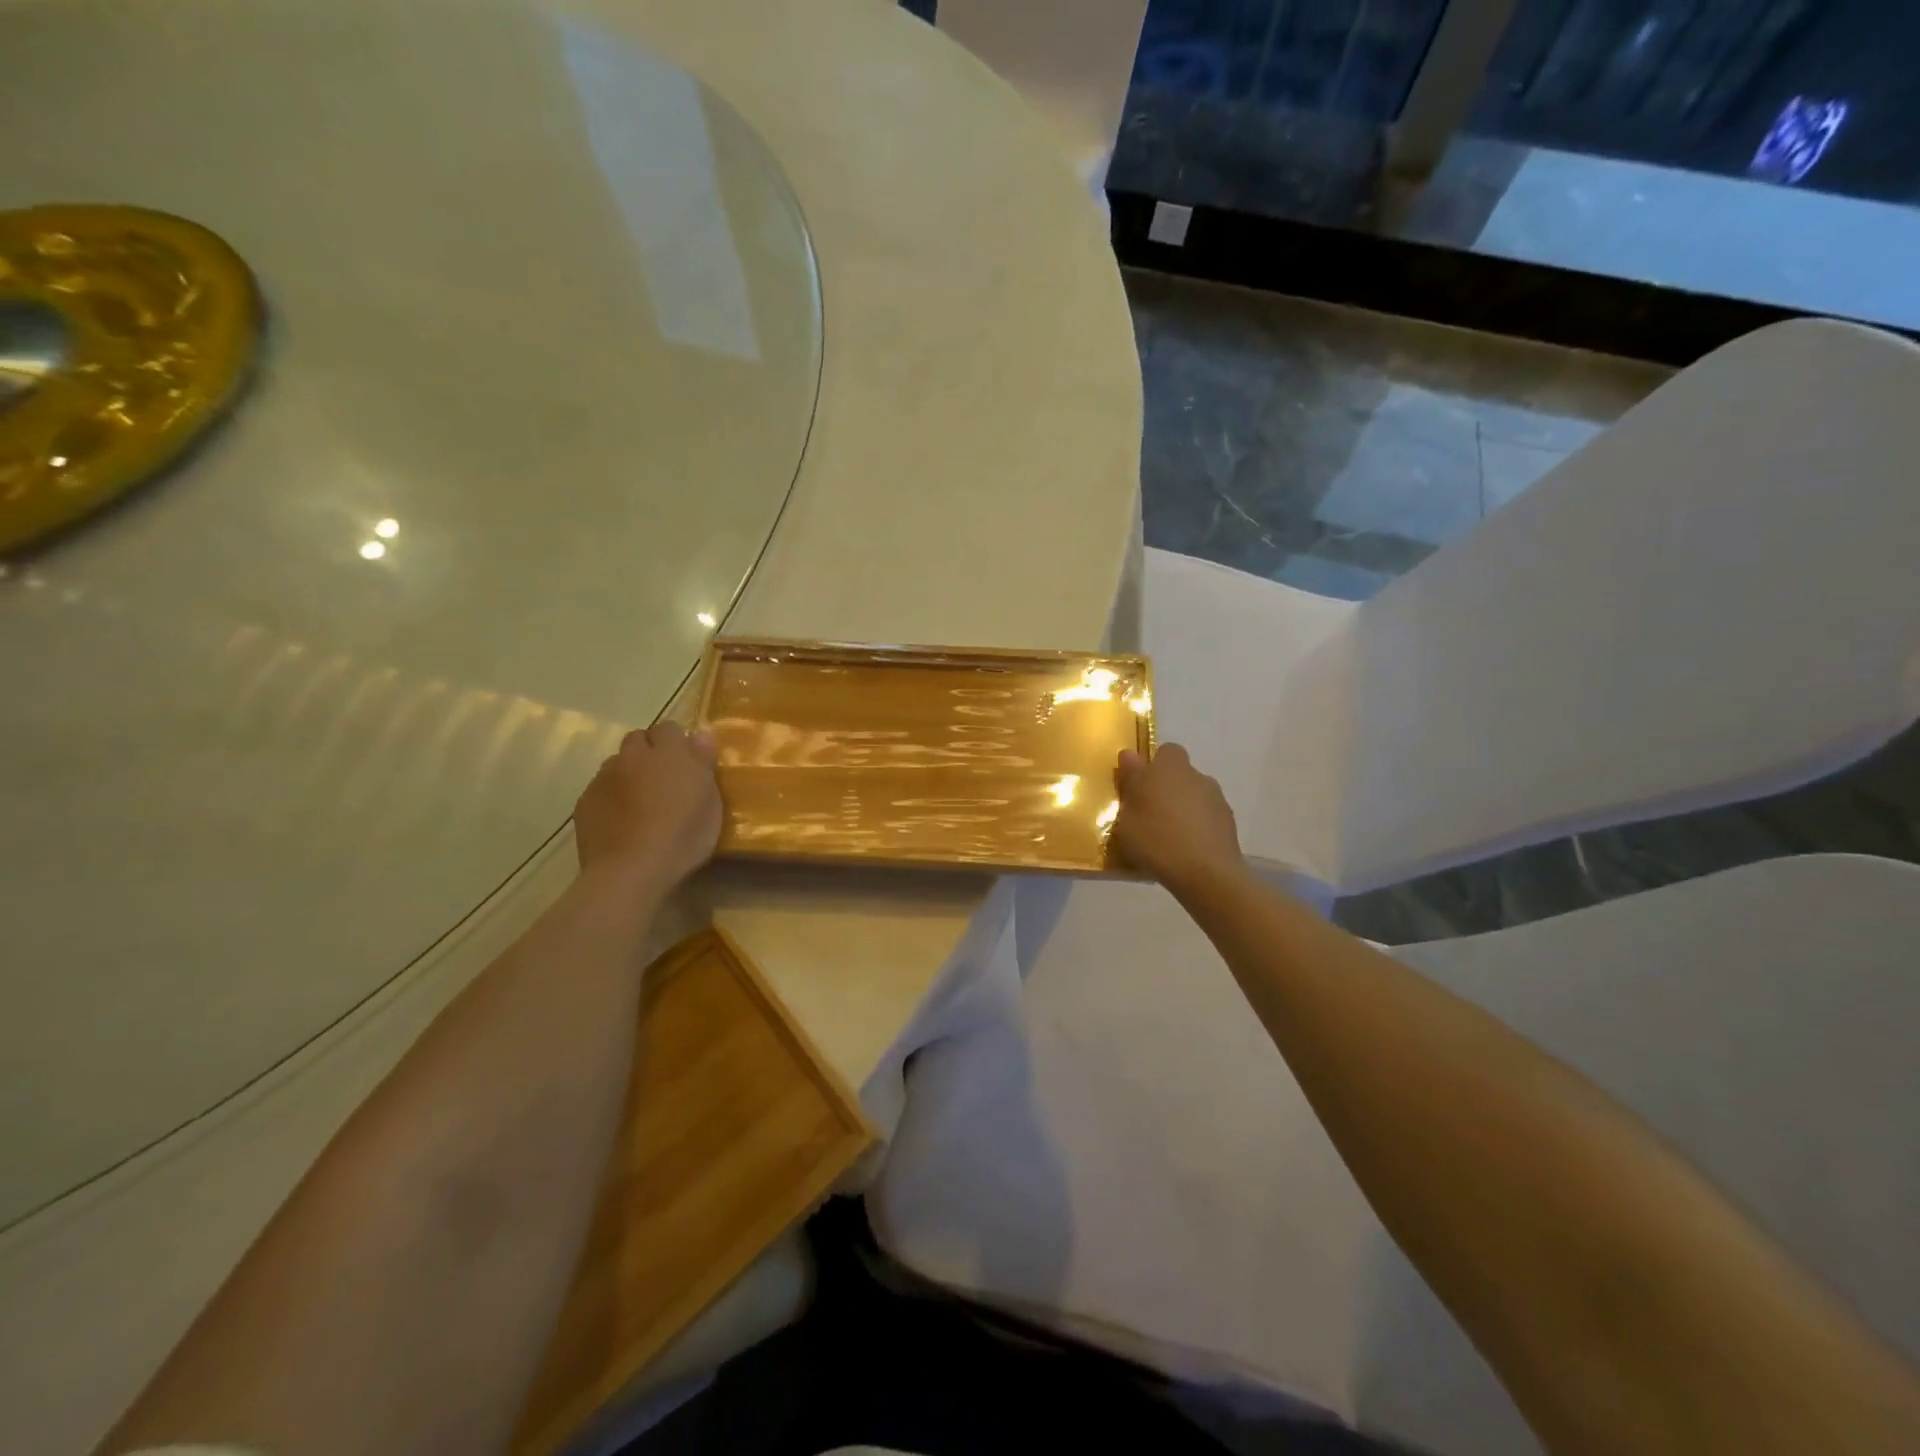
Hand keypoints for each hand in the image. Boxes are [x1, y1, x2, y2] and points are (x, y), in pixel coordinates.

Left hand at [574, 722, 722, 890]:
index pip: (669, 728)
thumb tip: (702, 733)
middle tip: (664, 779)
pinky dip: (611, 797)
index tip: (687, 763)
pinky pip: (600, 789)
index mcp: (668, 753)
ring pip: (617, 764)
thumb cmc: (683, 836)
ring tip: (640, 801)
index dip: (677, 742)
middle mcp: (633, 757)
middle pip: (638, 739)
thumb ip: (704, 763)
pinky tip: (621, 821)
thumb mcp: (711, 802)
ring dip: (629, 773)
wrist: (631, 870)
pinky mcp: (584, 802)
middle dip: (649, 752)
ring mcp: (604, 778)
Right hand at [1111, 743, 1245, 894]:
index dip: (1152, 766)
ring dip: (1183, 808)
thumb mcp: (1127, 813)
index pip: (1164, 752)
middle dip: (1166, 789)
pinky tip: (1185, 849)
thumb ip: (1130, 781)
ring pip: (1194, 796)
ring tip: (1167, 837)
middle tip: (1148, 814)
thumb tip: (1130, 755)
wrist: (1205, 873)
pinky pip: (1206, 818)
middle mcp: (1196, 776)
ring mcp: (1216, 799)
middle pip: (1180, 775)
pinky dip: (1197, 827)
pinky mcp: (1229, 823)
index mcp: (1169, 767)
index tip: (1139, 787)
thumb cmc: (1156, 838)